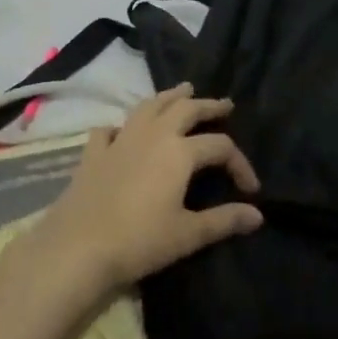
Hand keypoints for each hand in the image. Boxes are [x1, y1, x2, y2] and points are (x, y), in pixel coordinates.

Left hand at [23, 83, 262, 300]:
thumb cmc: (140, 241)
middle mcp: (153, 134)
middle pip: (186, 109)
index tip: (250, 188)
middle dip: (208, 106)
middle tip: (224, 104)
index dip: (240, 163)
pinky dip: (122, 125)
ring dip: (169, 96)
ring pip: (149, 106)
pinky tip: (123, 130)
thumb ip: (224, 221)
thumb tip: (258, 215)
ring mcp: (121, 139)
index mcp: (180, 151)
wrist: (79, 247)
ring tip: (183, 91)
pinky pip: (110, 128)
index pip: (220, 146)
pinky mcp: (94, 152)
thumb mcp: (188, 235)